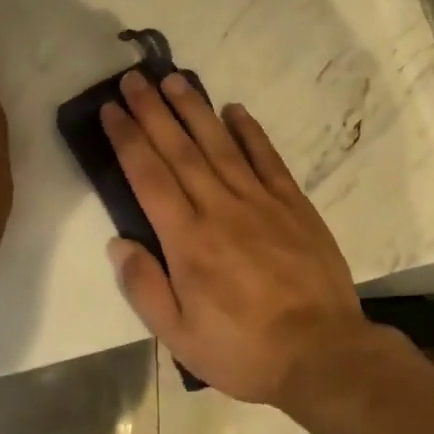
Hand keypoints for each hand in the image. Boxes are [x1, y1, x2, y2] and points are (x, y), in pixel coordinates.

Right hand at [100, 70, 367, 405]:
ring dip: (195, 109)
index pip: (148, 176)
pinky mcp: (293, 204)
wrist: (322, 354)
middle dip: (153, 110)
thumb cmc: (243, 350)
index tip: (111, 109)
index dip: (127, 138)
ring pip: (220, 144)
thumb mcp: (179, 337)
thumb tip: (117, 243)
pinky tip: (235, 109)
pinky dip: (250, 131)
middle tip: (134, 79)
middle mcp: (219, 208)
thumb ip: (144, 287)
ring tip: (174, 79)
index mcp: (187, 240)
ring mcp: (260, 201)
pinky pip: (267, 158)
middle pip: (179, 149)